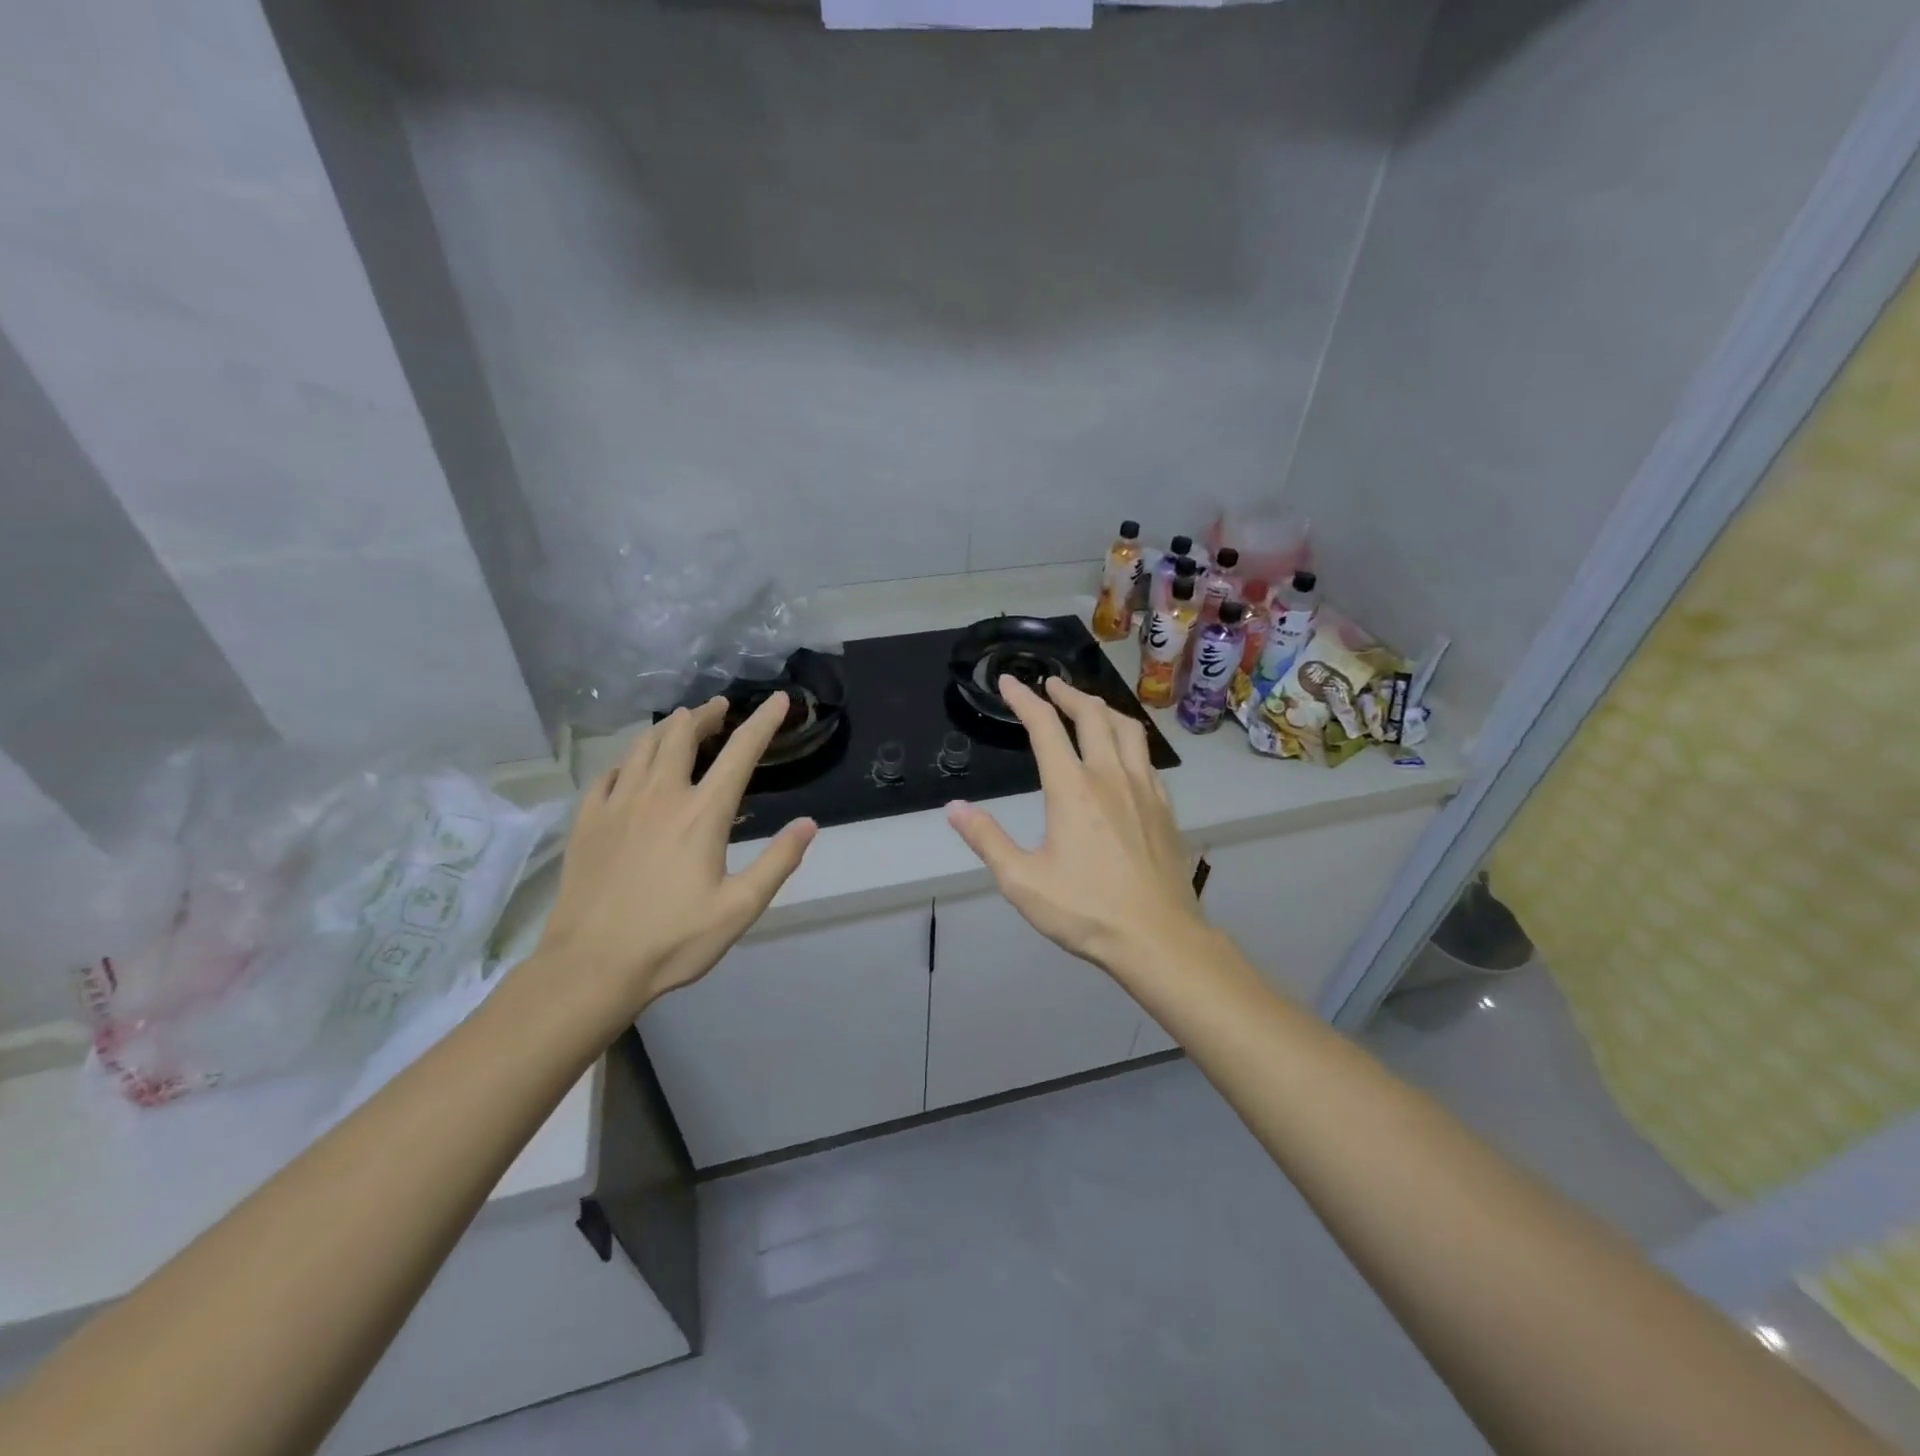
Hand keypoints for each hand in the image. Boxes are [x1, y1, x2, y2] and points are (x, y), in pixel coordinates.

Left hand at [534, 693, 816, 1017]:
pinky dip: (628, 759)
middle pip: (683, 735)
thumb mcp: (740, 908)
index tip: (780, 700)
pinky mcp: (587, 821)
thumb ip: (778, 862)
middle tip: (718, 708)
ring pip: (643, 746)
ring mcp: (617, 805)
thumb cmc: (673, 940)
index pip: (740, 752)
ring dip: (667, 728)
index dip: (763, 722)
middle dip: (705, 714)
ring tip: (680, 723)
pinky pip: (609, 773)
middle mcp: (660, 796)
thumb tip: (809, 824)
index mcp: (702, 813)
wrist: (591, 966)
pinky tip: (631, 765)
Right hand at [946, 676, 1207, 976]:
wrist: (1158, 938)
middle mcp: (1110, 776)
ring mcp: (1144, 789)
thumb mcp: (1022, 881)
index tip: (1010, 683)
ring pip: (1128, 730)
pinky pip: (1147, 758)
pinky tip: (1124, 755)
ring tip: (1089, 707)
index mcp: (1072, 789)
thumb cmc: (1086, 910)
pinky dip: (1129, 741)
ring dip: (1104, 709)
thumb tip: (954, 808)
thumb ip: (987, 840)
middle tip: (1051, 685)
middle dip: (1068, 694)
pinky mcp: (1165, 807)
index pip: (1045, 728)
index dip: (1024, 700)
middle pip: (1092, 716)